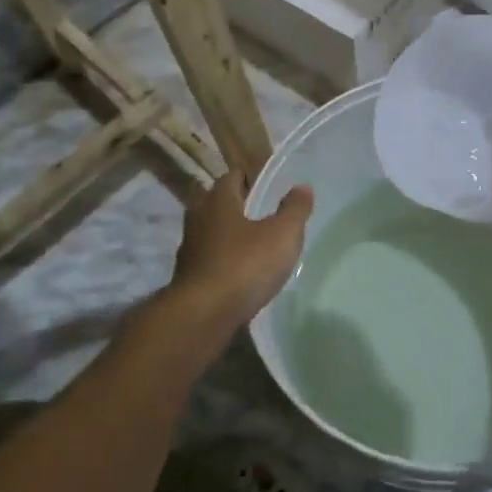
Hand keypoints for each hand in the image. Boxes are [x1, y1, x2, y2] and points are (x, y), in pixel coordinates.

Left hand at [165, 170, 313, 339]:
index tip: (271, 185)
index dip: (252, 177)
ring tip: (258, 244)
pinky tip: (244, 272)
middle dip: (241, 206)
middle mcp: (198, 218)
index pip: (232, 176)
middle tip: (267, 213)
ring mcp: (190, 249)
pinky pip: (211, 259)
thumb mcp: (282, 234)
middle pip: (220, 203)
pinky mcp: (189, 277)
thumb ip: (294, 209)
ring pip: (213, 232)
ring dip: (232, 235)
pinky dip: (226, 260)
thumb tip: (302, 187)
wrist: (203, 315)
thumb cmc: (244, 265)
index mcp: (217, 200)